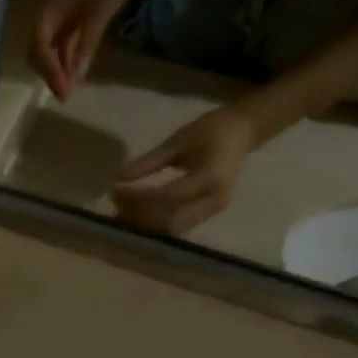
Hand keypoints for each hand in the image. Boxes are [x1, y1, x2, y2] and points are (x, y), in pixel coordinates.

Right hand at [31, 0, 131, 101]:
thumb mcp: (97, 17)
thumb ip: (85, 45)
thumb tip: (77, 77)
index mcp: (44, 14)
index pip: (40, 48)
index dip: (50, 70)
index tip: (62, 89)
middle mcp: (43, 22)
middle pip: (38, 56)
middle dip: (50, 75)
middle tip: (63, 95)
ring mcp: (53, 26)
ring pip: (47, 57)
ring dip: (57, 73)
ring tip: (68, 91)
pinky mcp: (65, 30)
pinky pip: (60, 52)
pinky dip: (65, 65)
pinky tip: (74, 77)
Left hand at [110, 102, 257, 234]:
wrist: (242, 133)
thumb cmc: (211, 130)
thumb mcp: (178, 141)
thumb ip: (149, 162)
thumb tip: (119, 179)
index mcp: (211, 177)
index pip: (168, 197)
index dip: (138, 197)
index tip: (115, 189)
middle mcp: (215, 199)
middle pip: (170, 220)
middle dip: (139, 215)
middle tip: (115, 202)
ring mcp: (213, 210)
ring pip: (173, 228)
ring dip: (144, 223)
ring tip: (121, 210)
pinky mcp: (208, 214)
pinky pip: (178, 225)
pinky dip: (154, 223)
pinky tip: (135, 214)